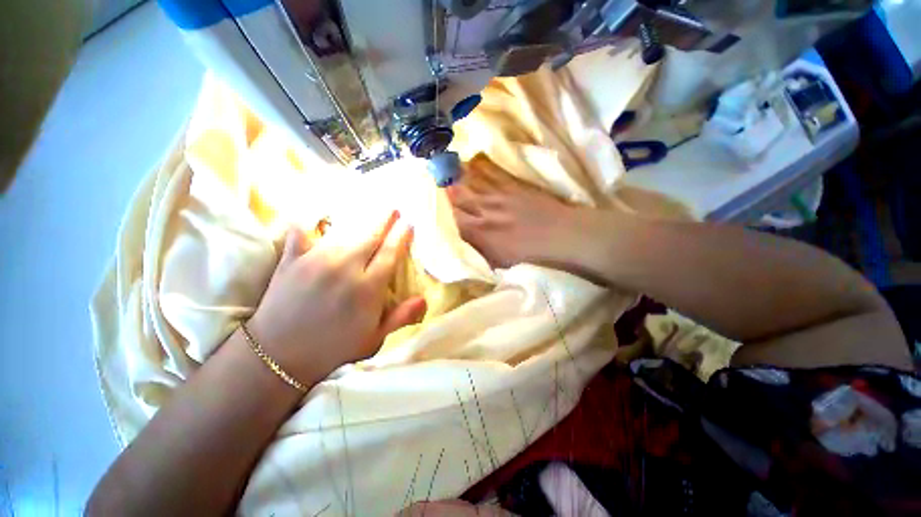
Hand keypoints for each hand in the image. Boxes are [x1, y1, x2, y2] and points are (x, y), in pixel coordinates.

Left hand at [247, 211, 426, 383]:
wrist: (277, 356)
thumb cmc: (333, 348)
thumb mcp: (374, 339)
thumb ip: (400, 317)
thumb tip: (424, 300)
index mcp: (367, 288)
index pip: (390, 253)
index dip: (401, 236)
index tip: (409, 223)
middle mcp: (345, 268)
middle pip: (370, 236)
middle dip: (385, 219)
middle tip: (394, 207)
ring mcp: (316, 261)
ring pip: (344, 232)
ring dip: (360, 220)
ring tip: (369, 210)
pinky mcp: (291, 260)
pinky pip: (302, 232)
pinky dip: (308, 221)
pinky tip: (314, 215)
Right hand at [448, 158, 598, 268]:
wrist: (562, 235)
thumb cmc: (531, 255)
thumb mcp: (500, 261)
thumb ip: (479, 252)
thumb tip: (465, 245)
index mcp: (481, 233)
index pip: (454, 220)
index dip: (443, 214)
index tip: (435, 209)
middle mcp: (485, 211)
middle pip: (459, 199)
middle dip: (445, 192)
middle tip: (433, 184)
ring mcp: (499, 196)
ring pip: (471, 184)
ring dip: (456, 178)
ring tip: (444, 169)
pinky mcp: (512, 186)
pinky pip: (491, 175)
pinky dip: (479, 169)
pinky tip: (471, 163)